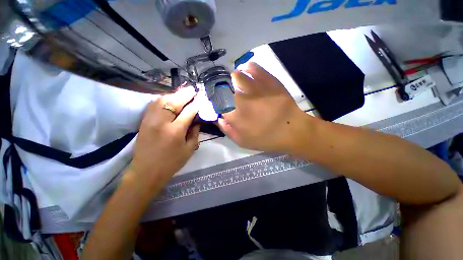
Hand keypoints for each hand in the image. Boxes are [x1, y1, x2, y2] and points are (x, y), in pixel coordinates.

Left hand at [128, 86, 199, 192]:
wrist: (146, 172)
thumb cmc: (172, 162)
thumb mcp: (189, 149)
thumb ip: (195, 132)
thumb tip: (197, 120)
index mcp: (175, 131)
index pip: (188, 111)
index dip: (196, 104)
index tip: (201, 99)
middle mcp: (161, 122)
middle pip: (174, 101)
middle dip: (185, 94)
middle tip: (193, 90)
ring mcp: (150, 120)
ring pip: (162, 100)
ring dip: (174, 94)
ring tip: (182, 93)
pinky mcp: (144, 121)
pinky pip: (153, 104)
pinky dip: (163, 99)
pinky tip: (169, 99)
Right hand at [218, 62, 305, 152]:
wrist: (292, 130)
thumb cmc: (266, 138)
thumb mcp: (243, 142)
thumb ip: (227, 130)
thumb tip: (217, 118)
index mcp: (235, 115)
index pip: (217, 104)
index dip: (215, 101)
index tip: (218, 102)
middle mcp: (242, 99)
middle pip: (224, 87)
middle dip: (222, 89)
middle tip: (227, 92)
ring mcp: (255, 88)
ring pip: (236, 75)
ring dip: (233, 77)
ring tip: (235, 80)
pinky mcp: (268, 80)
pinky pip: (254, 68)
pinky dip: (247, 68)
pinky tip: (246, 70)